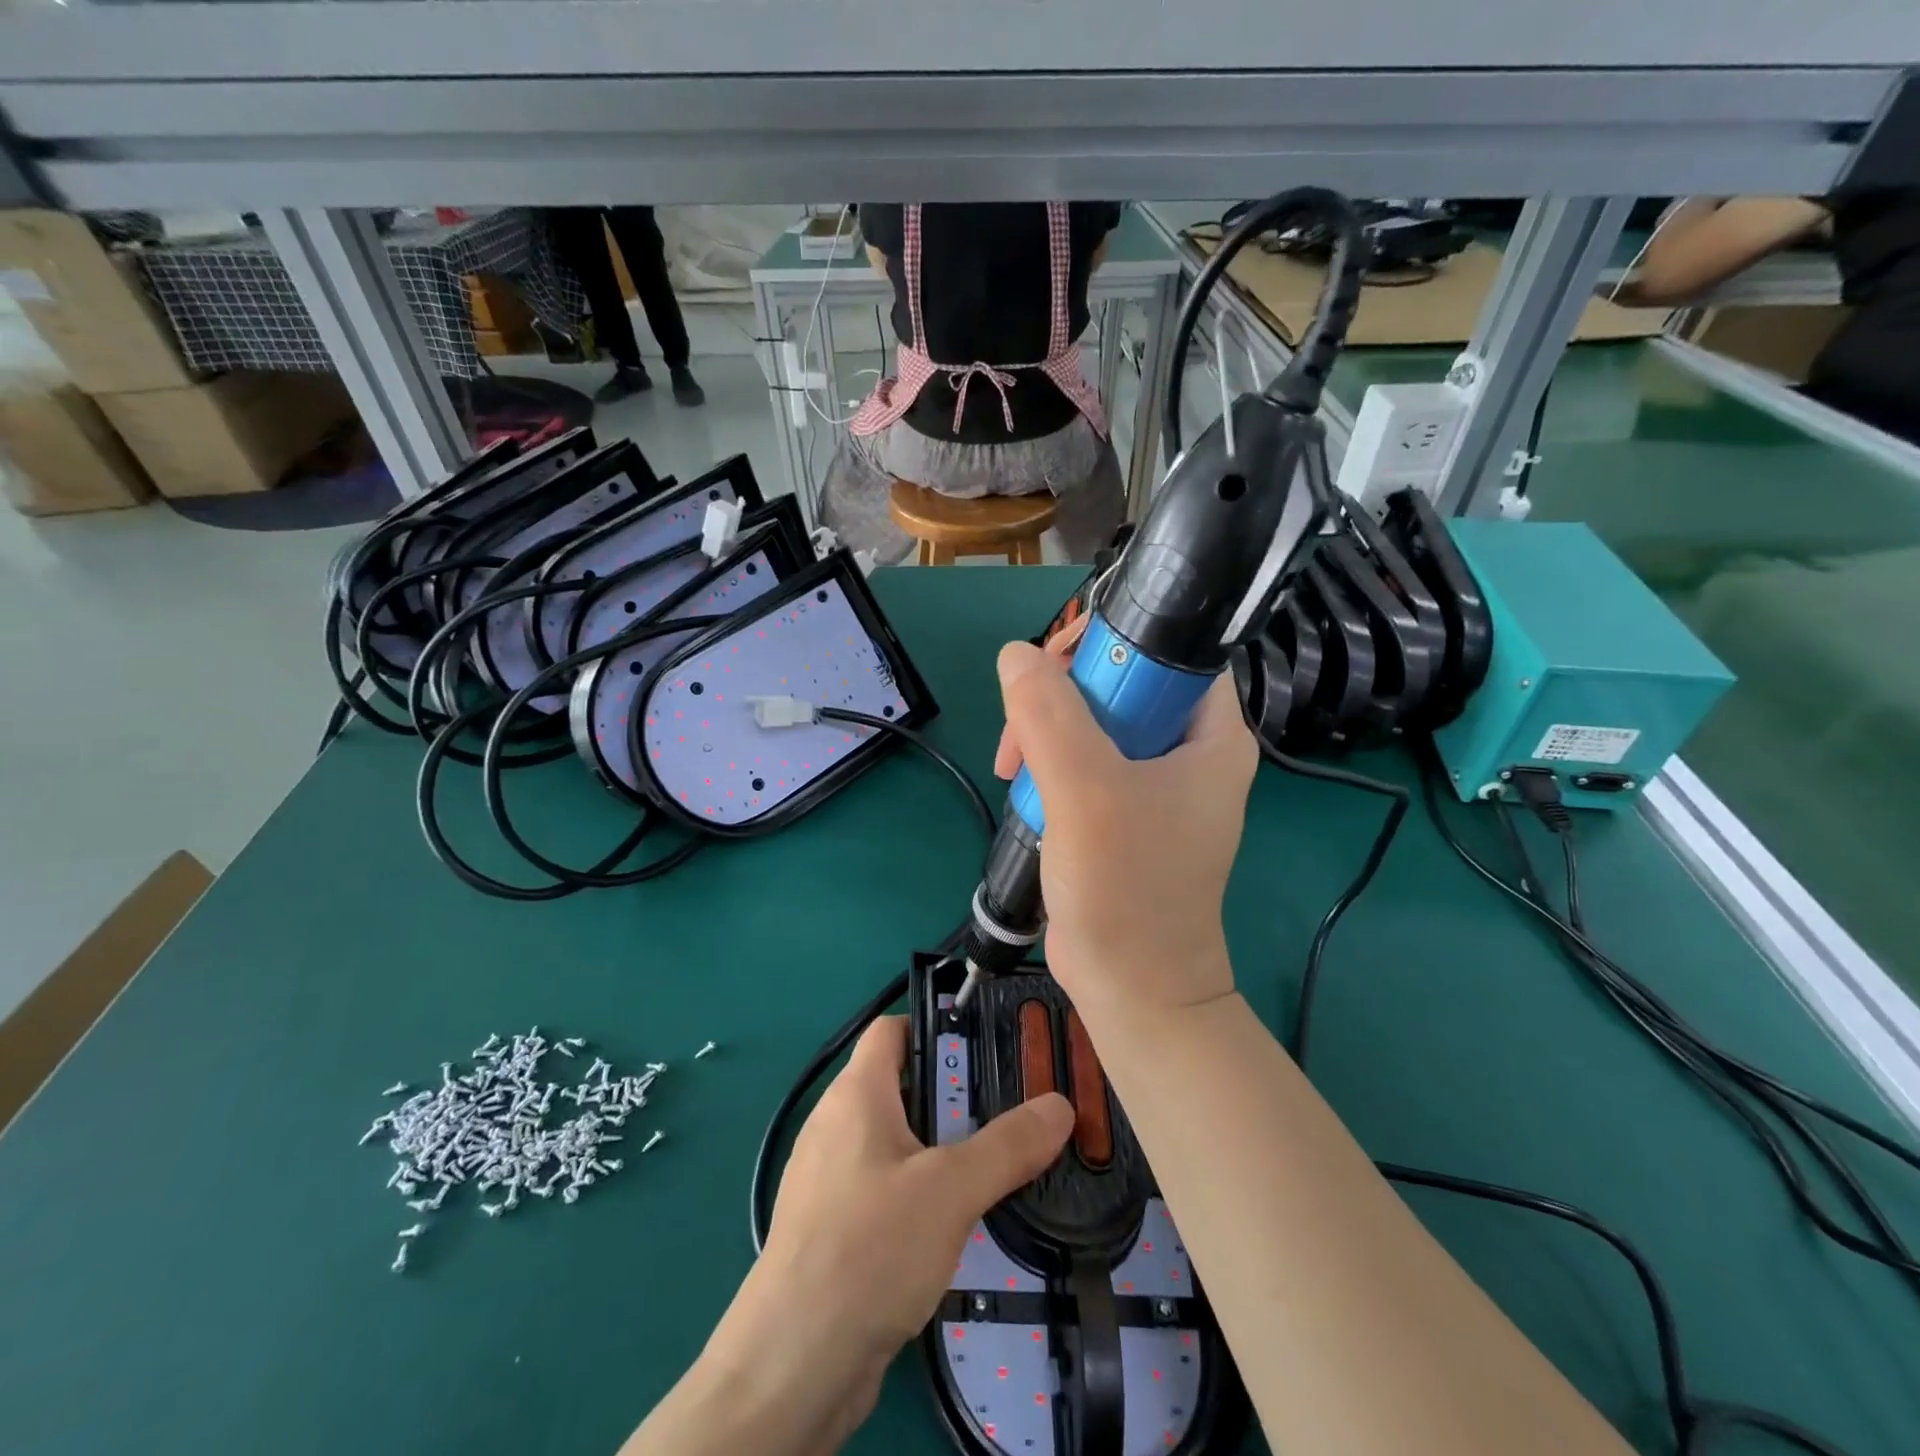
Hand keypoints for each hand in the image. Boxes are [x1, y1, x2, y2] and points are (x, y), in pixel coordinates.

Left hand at [753, 1016, 1072, 1366]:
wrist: (794, 1364)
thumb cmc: (868, 1248)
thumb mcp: (951, 1190)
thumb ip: (1008, 1145)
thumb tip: (1060, 1104)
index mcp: (855, 1093)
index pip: (891, 1029)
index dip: (936, 1027)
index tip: (988, 1047)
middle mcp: (836, 1124)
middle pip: (901, 1085)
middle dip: (955, 1096)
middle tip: (1010, 1111)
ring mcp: (830, 1178)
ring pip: (896, 1141)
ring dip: (942, 1149)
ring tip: (995, 1166)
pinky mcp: (833, 1226)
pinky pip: (884, 1186)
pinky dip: (920, 1191)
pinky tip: (955, 1223)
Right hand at [992, 640, 1255, 1016]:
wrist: (1131, 988)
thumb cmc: (1127, 889)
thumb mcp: (1087, 792)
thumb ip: (1051, 716)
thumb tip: (1015, 655)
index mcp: (1211, 735)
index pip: (1169, 651)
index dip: (1112, 644)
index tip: (1053, 667)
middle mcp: (1188, 752)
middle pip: (1119, 685)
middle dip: (1060, 699)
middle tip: (1020, 733)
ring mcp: (1154, 784)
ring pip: (1091, 722)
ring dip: (1044, 736)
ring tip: (1011, 770)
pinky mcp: (1122, 811)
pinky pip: (1080, 762)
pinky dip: (1047, 769)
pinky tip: (1025, 793)